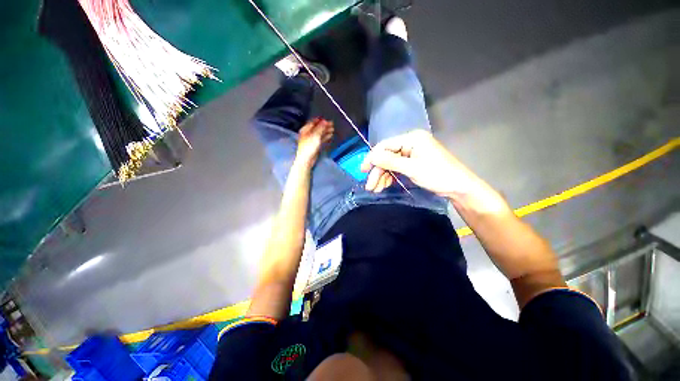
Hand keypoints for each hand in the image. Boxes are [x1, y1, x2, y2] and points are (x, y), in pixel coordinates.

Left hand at [296, 118, 333, 166]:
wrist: (307, 159)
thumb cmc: (309, 147)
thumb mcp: (315, 135)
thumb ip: (320, 128)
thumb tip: (325, 121)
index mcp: (305, 130)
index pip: (313, 122)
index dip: (320, 120)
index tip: (327, 120)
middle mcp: (308, 134)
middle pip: (317, 128)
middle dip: (324, 126)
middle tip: (332, 124)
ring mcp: (312, 140)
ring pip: (320, 133)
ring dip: (326, 131)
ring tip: (332, 129)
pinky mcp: (315, 145)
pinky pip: (321, 139)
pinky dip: (325, 136)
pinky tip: (330, 135)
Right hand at [360, 130, 484, 197]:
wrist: (458, 187)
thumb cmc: (437, 175)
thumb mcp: (412, 168)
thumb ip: (390, 161)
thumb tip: (371, 157)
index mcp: (411, 138)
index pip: (385, 146)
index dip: (372, 158)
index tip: (363, 170)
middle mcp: (410, 143)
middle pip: (386, 156)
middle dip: (378, 171)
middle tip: (370, 186)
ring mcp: (411, 153)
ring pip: (390, 164)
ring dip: (382, 176)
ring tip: (376, 189)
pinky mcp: (413, 162)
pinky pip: (396, 168)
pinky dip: (390, 177)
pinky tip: (384, 185)